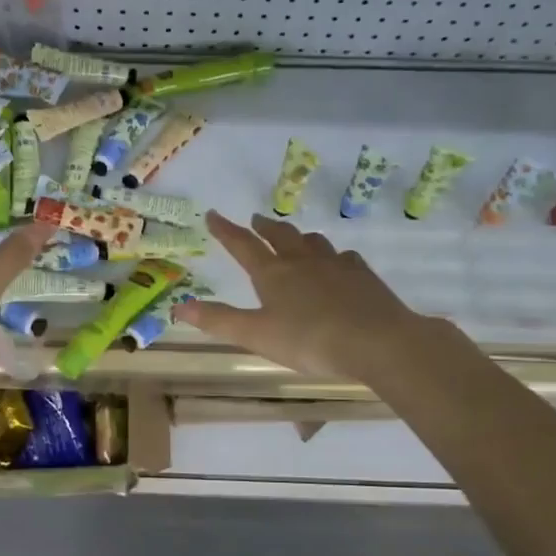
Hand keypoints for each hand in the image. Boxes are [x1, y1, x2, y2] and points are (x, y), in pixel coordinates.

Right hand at [177, 211, 427, 380]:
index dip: (226, 231)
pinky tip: (338, 263)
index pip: (243, 245)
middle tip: (255, 220)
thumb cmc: (309, 340)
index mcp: (273, 274)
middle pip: (280, 236)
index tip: (213, 214)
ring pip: (313, 242)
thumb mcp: (256, 335)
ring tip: (294, 238)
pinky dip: (334, 256)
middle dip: (263, 227)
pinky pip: (344, 256)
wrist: (376, 341)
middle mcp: (302, 261)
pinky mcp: (362, 275)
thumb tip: (179, 307)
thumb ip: (219, 321)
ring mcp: (335, 264)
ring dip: (298, 237)